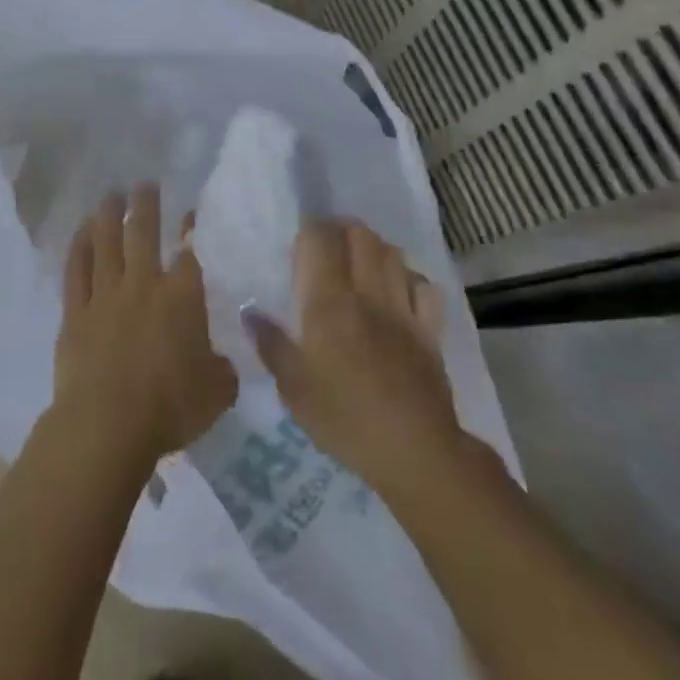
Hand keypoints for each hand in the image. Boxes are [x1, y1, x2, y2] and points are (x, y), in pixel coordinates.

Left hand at [52, 186, 237, 474]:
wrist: (107, 423)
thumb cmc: (170, 407)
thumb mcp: (217, 392)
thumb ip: (221, 370)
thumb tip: (219, 362)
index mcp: (181, 297)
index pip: (189, 252)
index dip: (191, 230)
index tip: (190, 212)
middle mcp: (142, 284)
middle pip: (142, 233)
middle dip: (145, 205)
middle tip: (144, 183)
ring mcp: (105, 295)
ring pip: (105, 243)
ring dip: (108, 215)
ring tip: (111, 194)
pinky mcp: (75, 312)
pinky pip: (76, 270)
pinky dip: (79, 246)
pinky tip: (81, 231)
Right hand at [249, 220, 463, 496]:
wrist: (414, 450)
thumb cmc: (344, 419)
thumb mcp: (294, 390)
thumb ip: (271, 345)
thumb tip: (250, 312)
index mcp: (329, 304)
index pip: (320, 240)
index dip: (310, 229)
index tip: (299, 240)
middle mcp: (367, 294)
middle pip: (360, 235)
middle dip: (342, 229)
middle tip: (327, 244)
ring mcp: (403, 308)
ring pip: (392, 253)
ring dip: (374, 247)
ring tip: (359, 259)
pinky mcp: (429, 329)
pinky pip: (423, 286)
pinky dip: (408, 277)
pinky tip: (398, 288)